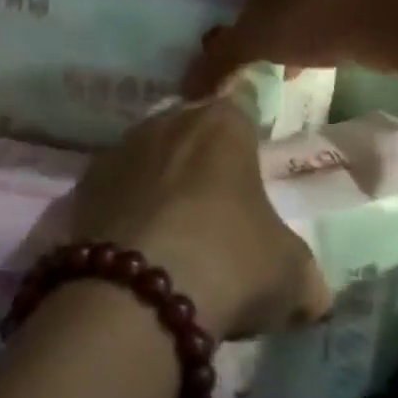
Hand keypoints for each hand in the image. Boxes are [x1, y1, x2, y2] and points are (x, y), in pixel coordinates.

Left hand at [66, 94, 330, 339]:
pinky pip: (117, 186)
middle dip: (204, 154)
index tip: (253, 150)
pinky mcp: (86, 182)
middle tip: (218, 198)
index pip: (243, 103)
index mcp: (224, 124)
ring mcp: (122, 147)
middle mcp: (169, 120)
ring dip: (161, 178)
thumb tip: (312, 293)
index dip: (249, 126)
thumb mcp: (291, 275)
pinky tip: (136, 242)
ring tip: (174, 226)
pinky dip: (127, 205)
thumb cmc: (229, 263)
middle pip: (193, 126)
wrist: (136, 294)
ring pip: (150, 153)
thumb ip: (303, 272)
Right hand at [183, 0, 397, 98]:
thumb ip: (217, 64)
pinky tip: (297, 64)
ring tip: (257, 51)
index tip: (195, 5)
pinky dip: (299, 28)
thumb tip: (183, 92)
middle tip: (222, 29)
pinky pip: (312, 4)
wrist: (396, 12)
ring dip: (269, 15)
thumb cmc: (310, 14)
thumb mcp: (255, 41)